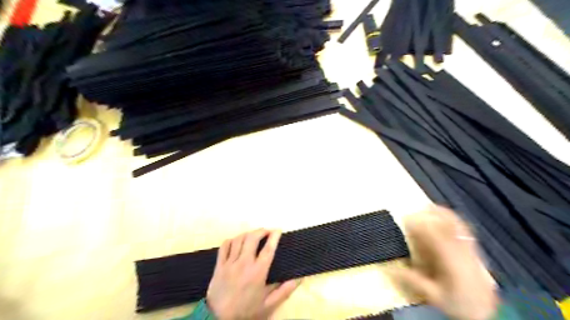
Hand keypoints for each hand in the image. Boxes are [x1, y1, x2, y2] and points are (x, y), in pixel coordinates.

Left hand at [207, 229, 298, 317]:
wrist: (219, 319)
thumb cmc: (246, 311)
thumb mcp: (268, 305)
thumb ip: (284, 291)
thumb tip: (299, 278)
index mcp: (258, 272)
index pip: (268, 249)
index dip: (274, 237)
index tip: (278, 230)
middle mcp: (244, 263)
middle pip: (252, 238)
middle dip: (261, 231)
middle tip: (267, 231)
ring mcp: (230, 263)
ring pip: (239, 239)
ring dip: (248, 233)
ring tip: (254, 234)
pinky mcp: (219, 265)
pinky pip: (225, 246)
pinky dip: (232, 240)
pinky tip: (237, 241)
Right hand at [392, 205, 499, 319]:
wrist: (486, 312)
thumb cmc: (458, 303)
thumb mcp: (434, 296)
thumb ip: (414, 281)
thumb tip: (391, 270)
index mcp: (451, 262)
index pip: (435, 236)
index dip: (421, 225)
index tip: (408, 219)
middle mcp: (462, 251)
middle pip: (449, 226)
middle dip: (433, 214)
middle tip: (419, 206)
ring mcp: (470, 249)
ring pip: (459, 226)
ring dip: (445, 214)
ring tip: (432, 206)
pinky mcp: (474, 250)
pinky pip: (465, 229)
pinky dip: (455, 220)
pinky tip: (448, 217)